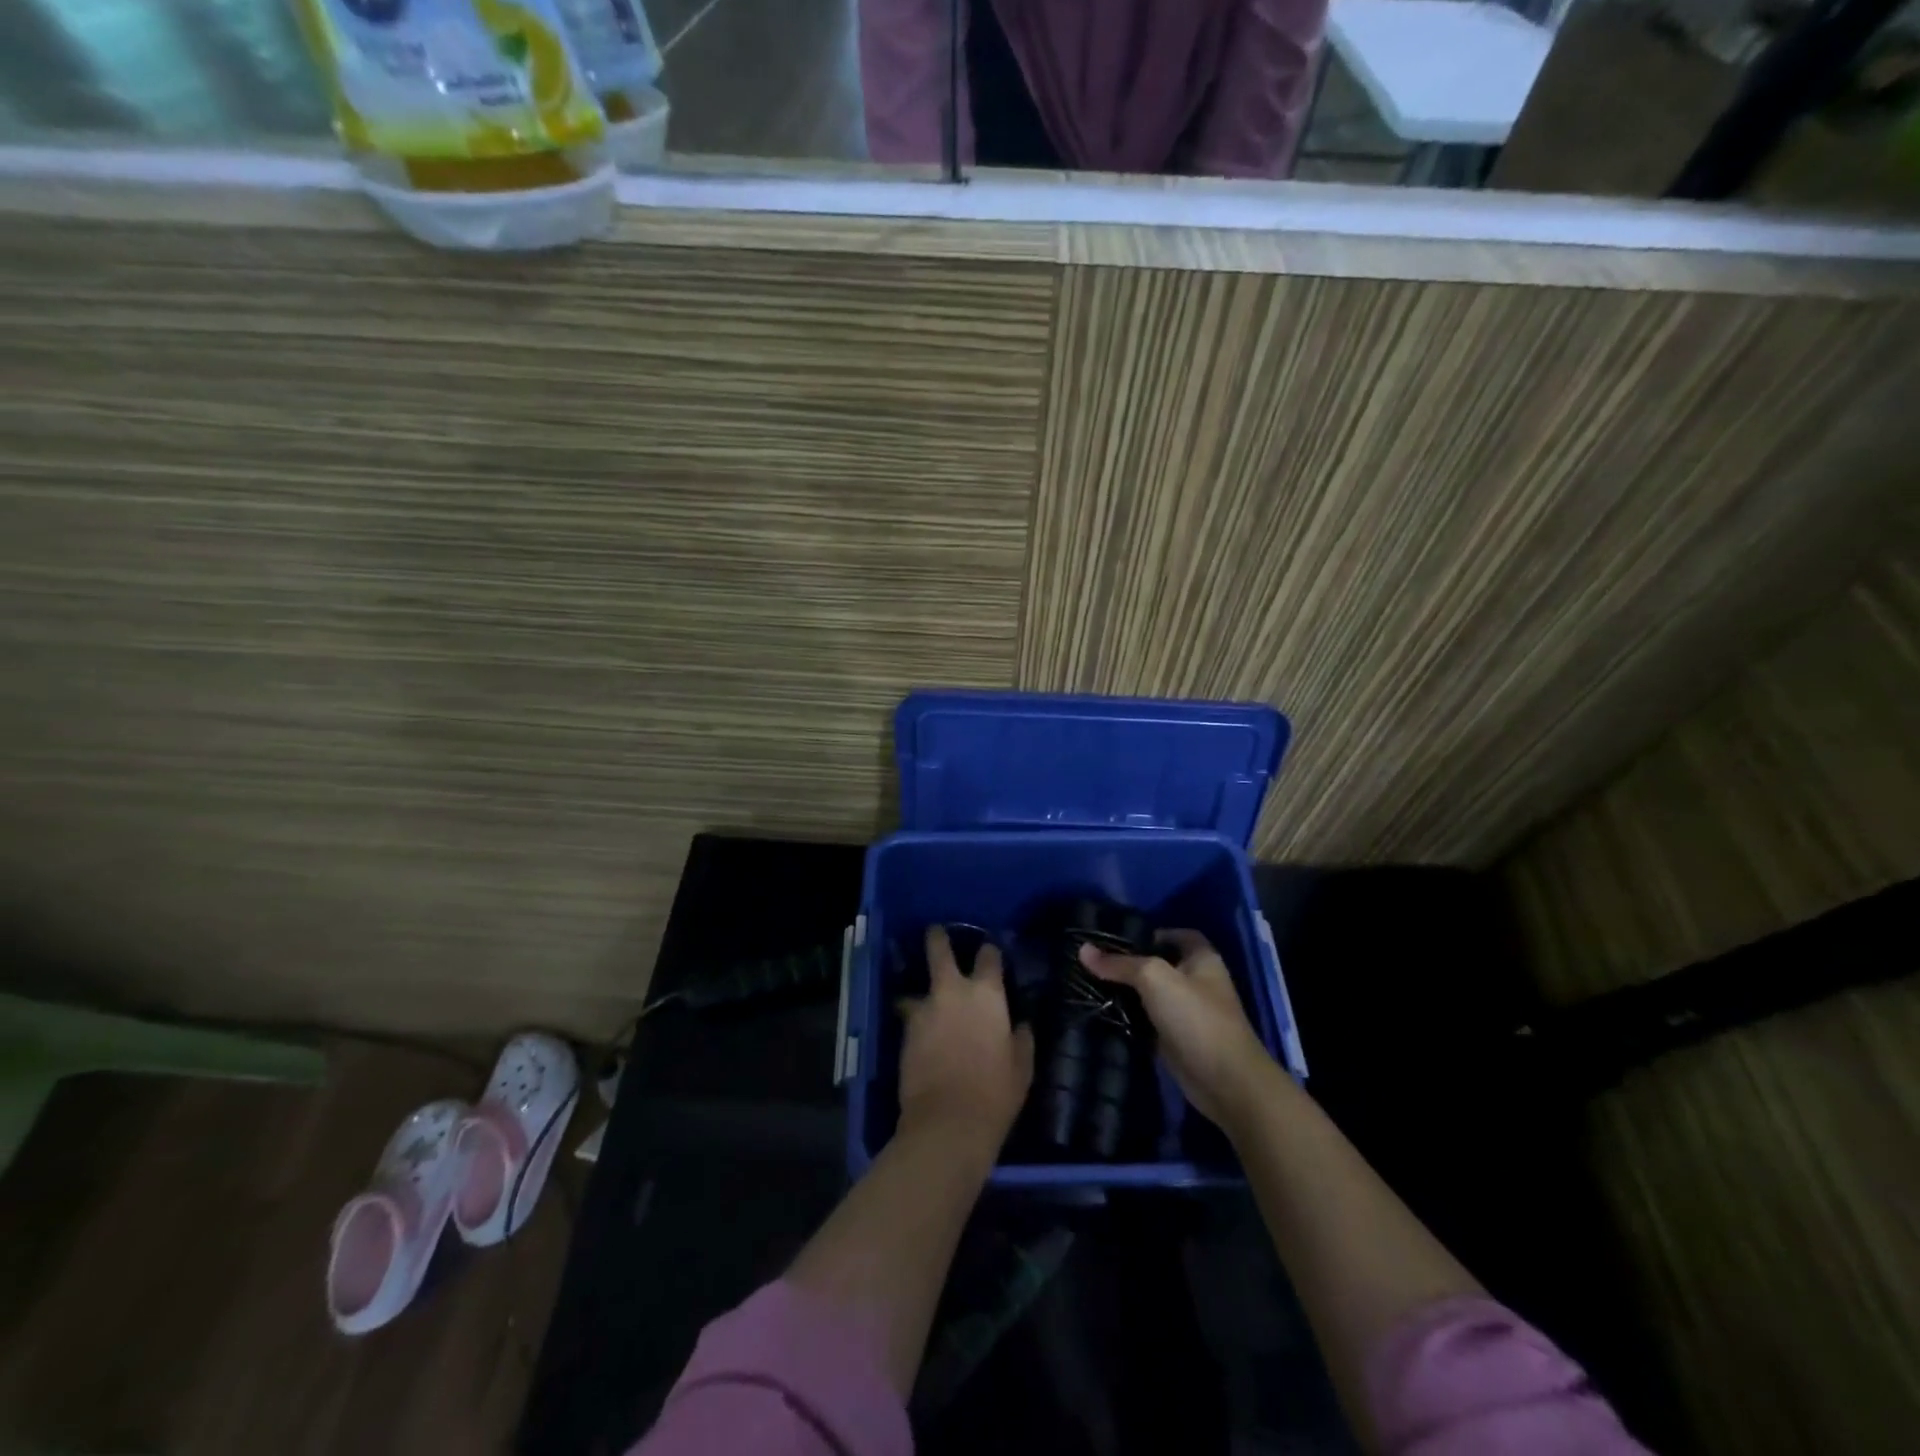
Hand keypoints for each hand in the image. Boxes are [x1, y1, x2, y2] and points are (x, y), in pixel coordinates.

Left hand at [897, 926, 1035, 1162]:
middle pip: (939, 950)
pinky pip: (911, 1017)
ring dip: (921, 992)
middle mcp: (953, 992)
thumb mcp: (1022, 1066)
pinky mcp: (905, 1032)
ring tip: (924, 1001)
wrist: (948, 1122)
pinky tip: (922, 1033)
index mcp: (987, 995)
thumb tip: (1020, 1024)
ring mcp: (925, 1010)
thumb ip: (1021, 1038)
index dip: (989, 953)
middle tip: (936, 933)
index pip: (988, 956)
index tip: (989, 954)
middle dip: (937, 938)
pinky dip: (916, 1020)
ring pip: (917, 988)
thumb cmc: (996, 1093)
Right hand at [1079, 929, 1274, 1130]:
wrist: (1226, 1082)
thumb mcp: (1155, 979)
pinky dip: (1128, 1017)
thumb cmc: (1196, 1018)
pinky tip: (1102, 1011)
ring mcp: (1186, 1012)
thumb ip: (1120, 964)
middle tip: (1093, 960)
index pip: (1175, 934)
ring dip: (1125, 991)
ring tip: (1088, 982)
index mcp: (1201, 958)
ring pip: (1149, 994)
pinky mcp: (1175, 1039)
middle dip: (1128, 963)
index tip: (1116, 938)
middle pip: (1158, 964)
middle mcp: (1196, 981)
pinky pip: (1146, 1020)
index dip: (1150, 932)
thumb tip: (1083, 950)